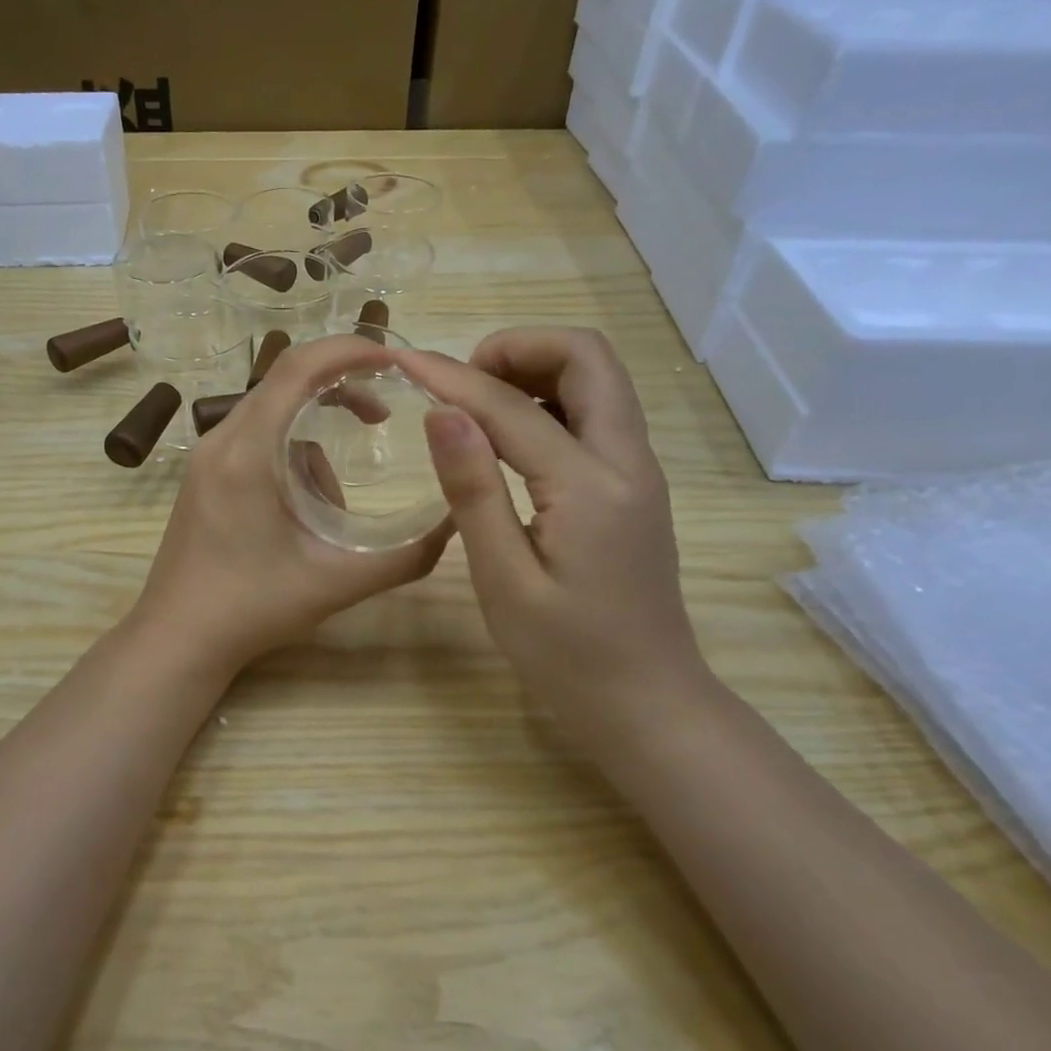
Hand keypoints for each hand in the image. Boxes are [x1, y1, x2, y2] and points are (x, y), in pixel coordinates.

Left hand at [130, 333, 450, 671]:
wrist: (176, 640)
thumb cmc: (252, 609)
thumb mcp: (337, 583)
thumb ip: (403, 556)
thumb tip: (456, 524)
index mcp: (247, 452)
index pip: (297, 368)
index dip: (349, 350)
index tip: (395, 360)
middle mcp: (220, 440)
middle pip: (285, 383)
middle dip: (339, 391)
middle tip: (381, 419)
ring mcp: (206, 458)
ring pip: (273, 418)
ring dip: (314, 444)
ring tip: (331, 513)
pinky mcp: (204, 476)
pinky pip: (256, 442)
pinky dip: (290, 461)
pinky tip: (300, 517)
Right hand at [398, 327, 709, 728]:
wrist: (648, 702)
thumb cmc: (566, 655)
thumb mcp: (504, 580)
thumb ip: (474, 490)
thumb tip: (442, 412)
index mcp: (589, 487)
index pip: (511, 407)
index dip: (451, 377)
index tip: (402, 360)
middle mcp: (628, 461)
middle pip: (587, 357)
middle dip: (518, 348)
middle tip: (461, 382)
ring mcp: (639, 470)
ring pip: (598, 378)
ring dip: (537, 369)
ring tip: (476, 405)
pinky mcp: (635, 485)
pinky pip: (598, 413)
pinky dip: (551, 400)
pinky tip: (509, 439)